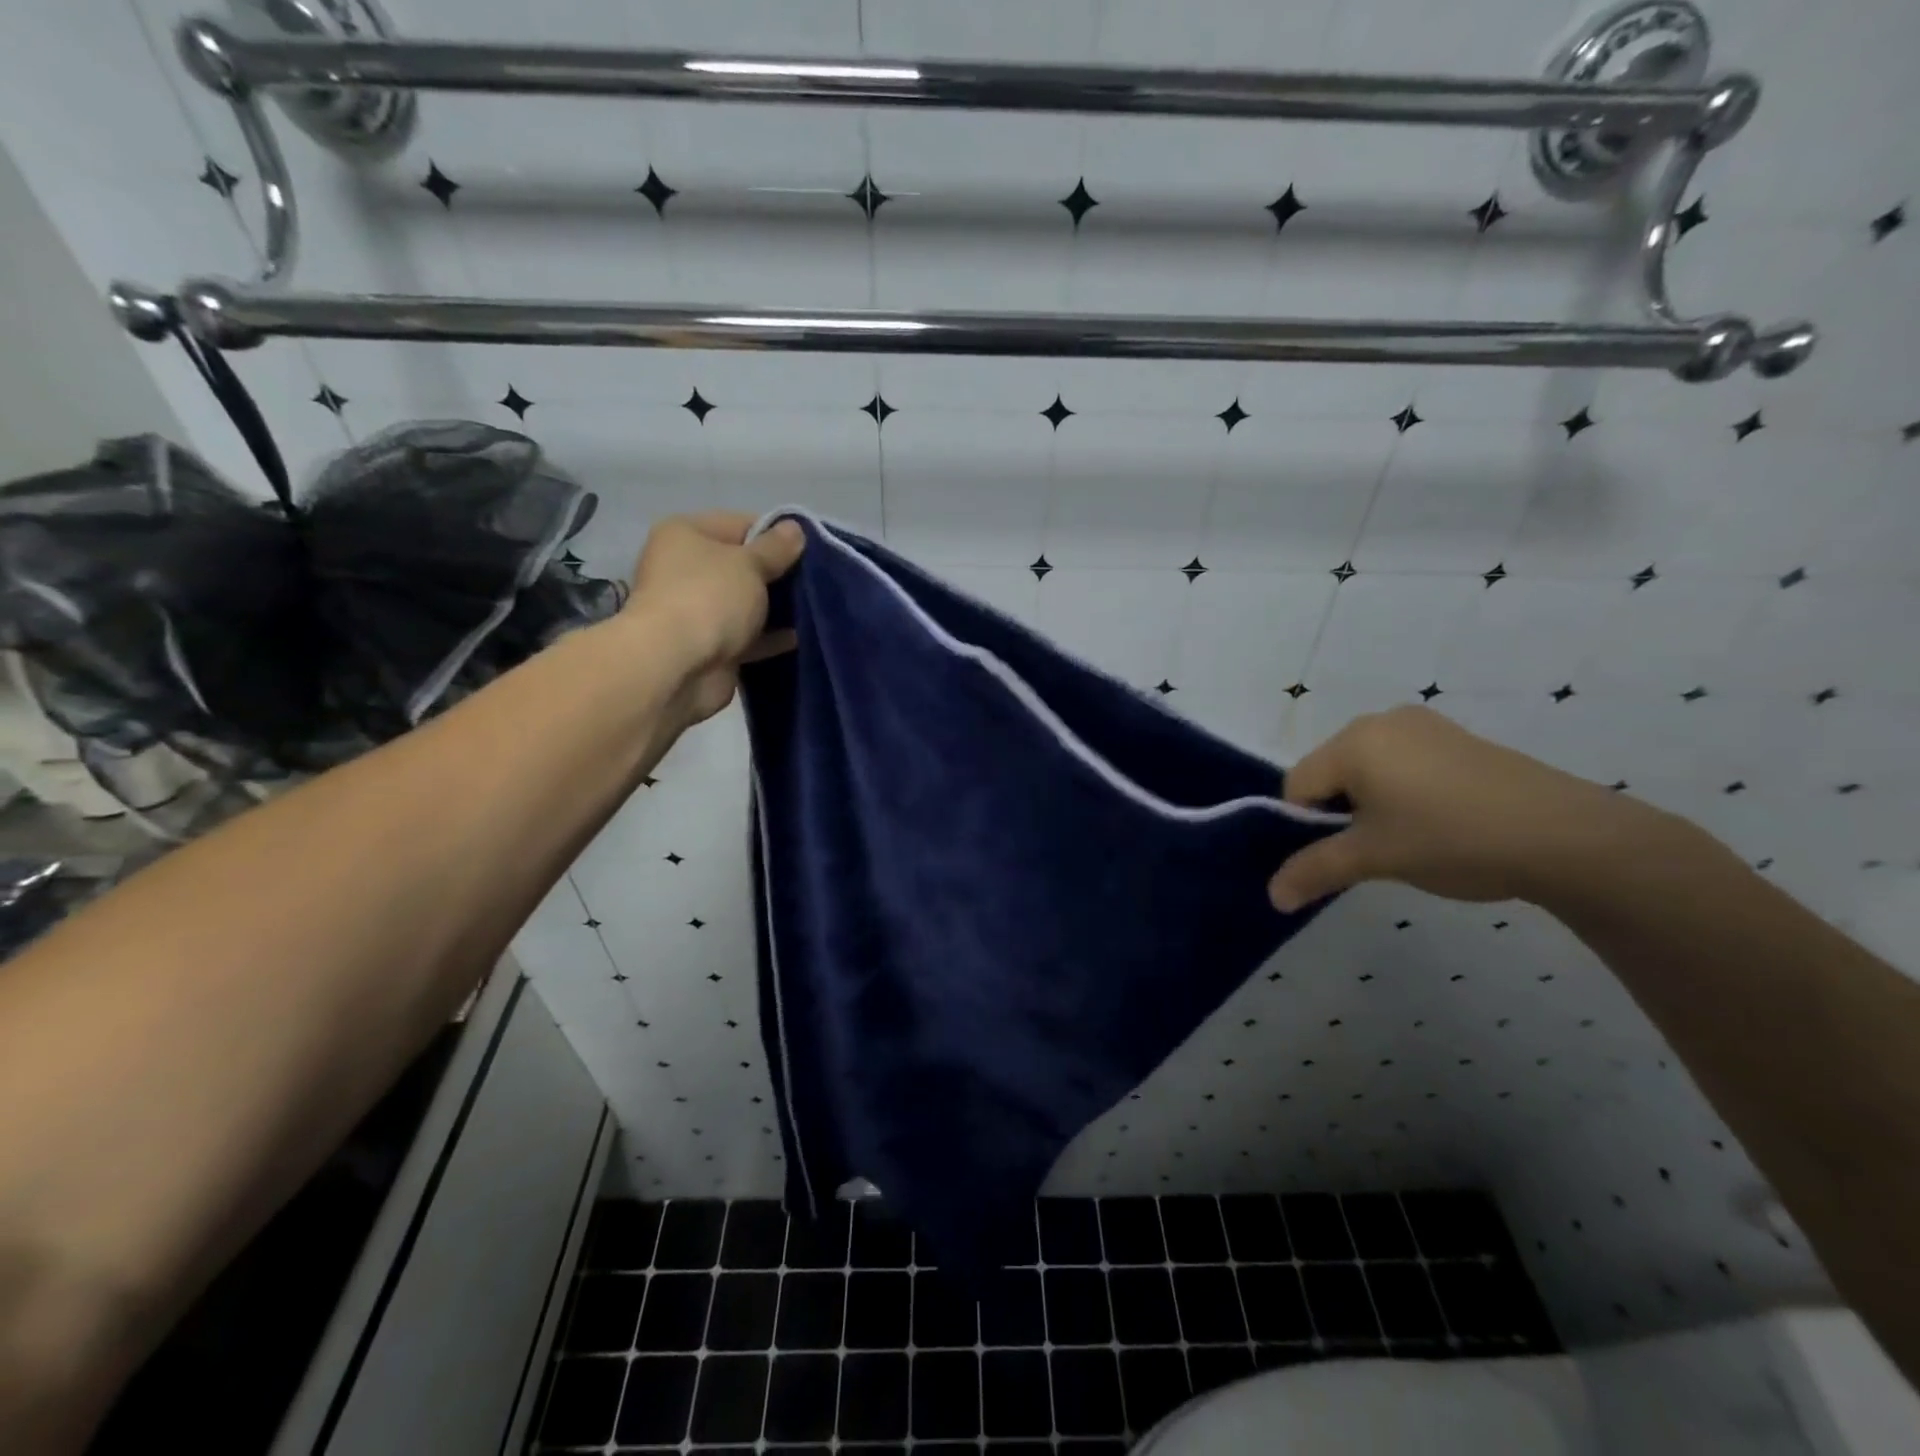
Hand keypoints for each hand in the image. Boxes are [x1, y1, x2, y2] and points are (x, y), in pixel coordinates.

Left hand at [624, 512, 804, 725]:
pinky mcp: (711, 647)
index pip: (741, 525)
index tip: (811, 550)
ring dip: (777, 608)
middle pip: (744, 566)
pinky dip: (771, 637)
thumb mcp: (750, 564)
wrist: (676, 667)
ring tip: (816, 608)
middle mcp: (687, 569)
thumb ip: (776, 548)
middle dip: (779, 574)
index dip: (777, 535)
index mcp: (687, 535)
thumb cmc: (709, 598)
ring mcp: (697, 611)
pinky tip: (802, 637)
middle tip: (817, 580)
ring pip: (747, 604)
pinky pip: (748, 637)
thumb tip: (795, 529)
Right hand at [1267, 705, 1658, 911]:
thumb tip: (1271, 897)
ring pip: (1367, 770)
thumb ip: (1314, 871)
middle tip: (1377, 849)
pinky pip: (1404, 764)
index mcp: (1352, 741)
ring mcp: (1423, 725)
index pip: (1297, 786)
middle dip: (1340, 813)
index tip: (1346, 854)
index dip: (1309, 826)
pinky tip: (1439, 821)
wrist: (1567, 836)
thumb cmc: (1450, 839)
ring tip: (1411, 837)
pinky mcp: (1457, 739)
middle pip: (1330, 774)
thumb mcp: (1374, 859)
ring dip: (1372, 805)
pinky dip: (1404, 793)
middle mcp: (1380, 721)